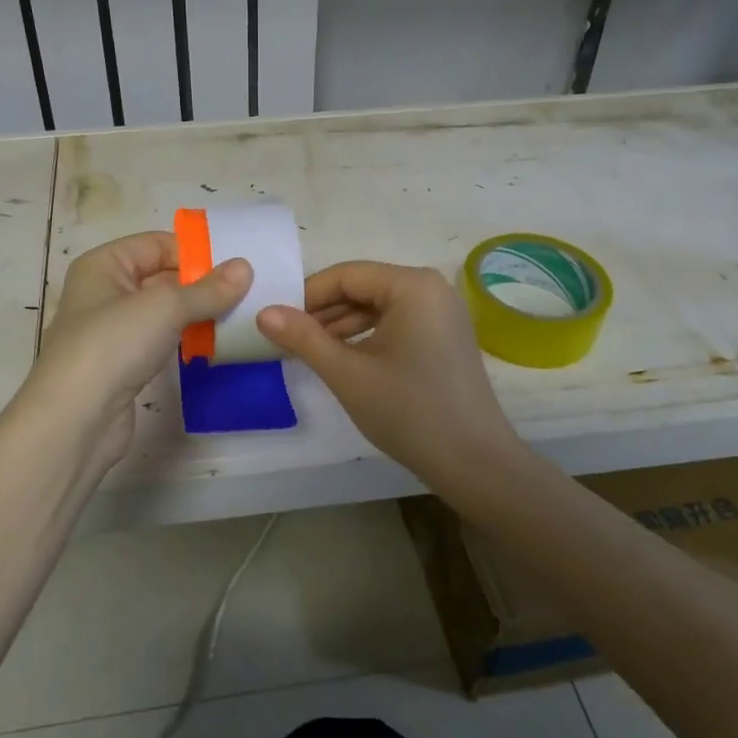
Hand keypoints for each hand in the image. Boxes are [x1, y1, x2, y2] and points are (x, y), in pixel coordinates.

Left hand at [26, 231, 251, 480]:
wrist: (75, 419)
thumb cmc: (113, 344)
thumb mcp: (165, 306)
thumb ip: (207, 289)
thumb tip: (245, 267)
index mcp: (104, 265)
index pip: (156, 244)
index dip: (194, 252)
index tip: (235, 267)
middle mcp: (104, 292)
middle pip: (161, 277)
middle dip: (201, 284)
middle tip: (247, 292)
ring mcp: (113, 331)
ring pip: (163, 312)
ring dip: (197, 314)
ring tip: (240, 317)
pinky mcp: (123, 365)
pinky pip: (161, 340)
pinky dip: (185, 339)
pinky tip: (215, 345)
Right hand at [256, 261, 521, 488]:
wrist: (474, 462)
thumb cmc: (408, 411)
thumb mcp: (347, 373)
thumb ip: (303, 338)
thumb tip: (263, 312)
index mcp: (412, 285)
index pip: (345, 275)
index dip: (306, 296)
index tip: (276, 322)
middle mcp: (431, 287)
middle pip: (363, 287)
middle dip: (323, 312)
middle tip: (287, 339)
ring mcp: (442, 311)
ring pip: (378, 306)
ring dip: (342, 325)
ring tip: (308, 351)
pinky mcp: (445, 335)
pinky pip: (396, 322)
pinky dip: (367, 336)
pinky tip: (343, 358)